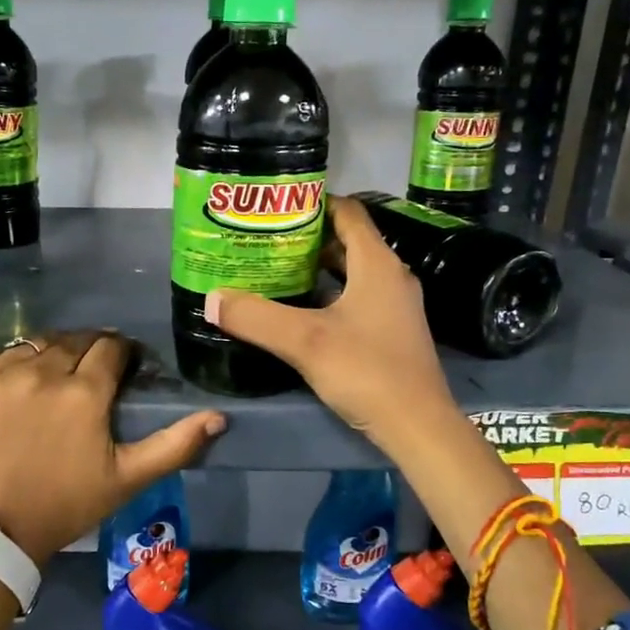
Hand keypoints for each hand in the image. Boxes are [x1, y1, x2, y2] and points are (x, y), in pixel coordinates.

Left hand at [0, 331, 226, 562]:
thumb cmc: (65, 506)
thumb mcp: (127, 479)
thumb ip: (175, 445)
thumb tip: (219, 417)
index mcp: (84, 392)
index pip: (111, 347)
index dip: (122, 353)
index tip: (123, 366)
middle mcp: (42, 372)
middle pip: (74, 340)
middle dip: (89, 349)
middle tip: (90, 372)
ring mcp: (0, 375)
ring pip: (36, 344)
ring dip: (52, 353)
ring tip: (54, 376)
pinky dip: (14, 364)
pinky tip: (18, 386)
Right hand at [206, 196, 455, 452]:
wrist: (418, 426)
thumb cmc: (367, 371)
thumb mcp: (304, 341)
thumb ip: (256, 317)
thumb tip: (211, 299)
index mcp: (377, 263)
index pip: (348, 212)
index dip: (314, 203)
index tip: (275, 205)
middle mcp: (390, 276)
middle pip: (347, 242)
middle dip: (307, 238)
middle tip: (264, 240)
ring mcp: (394, 306)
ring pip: (351, 273)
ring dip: (317, 269)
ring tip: (274, 270)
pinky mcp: (391, 332)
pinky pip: (356, 298)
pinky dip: (328, 295)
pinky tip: (300, 311)